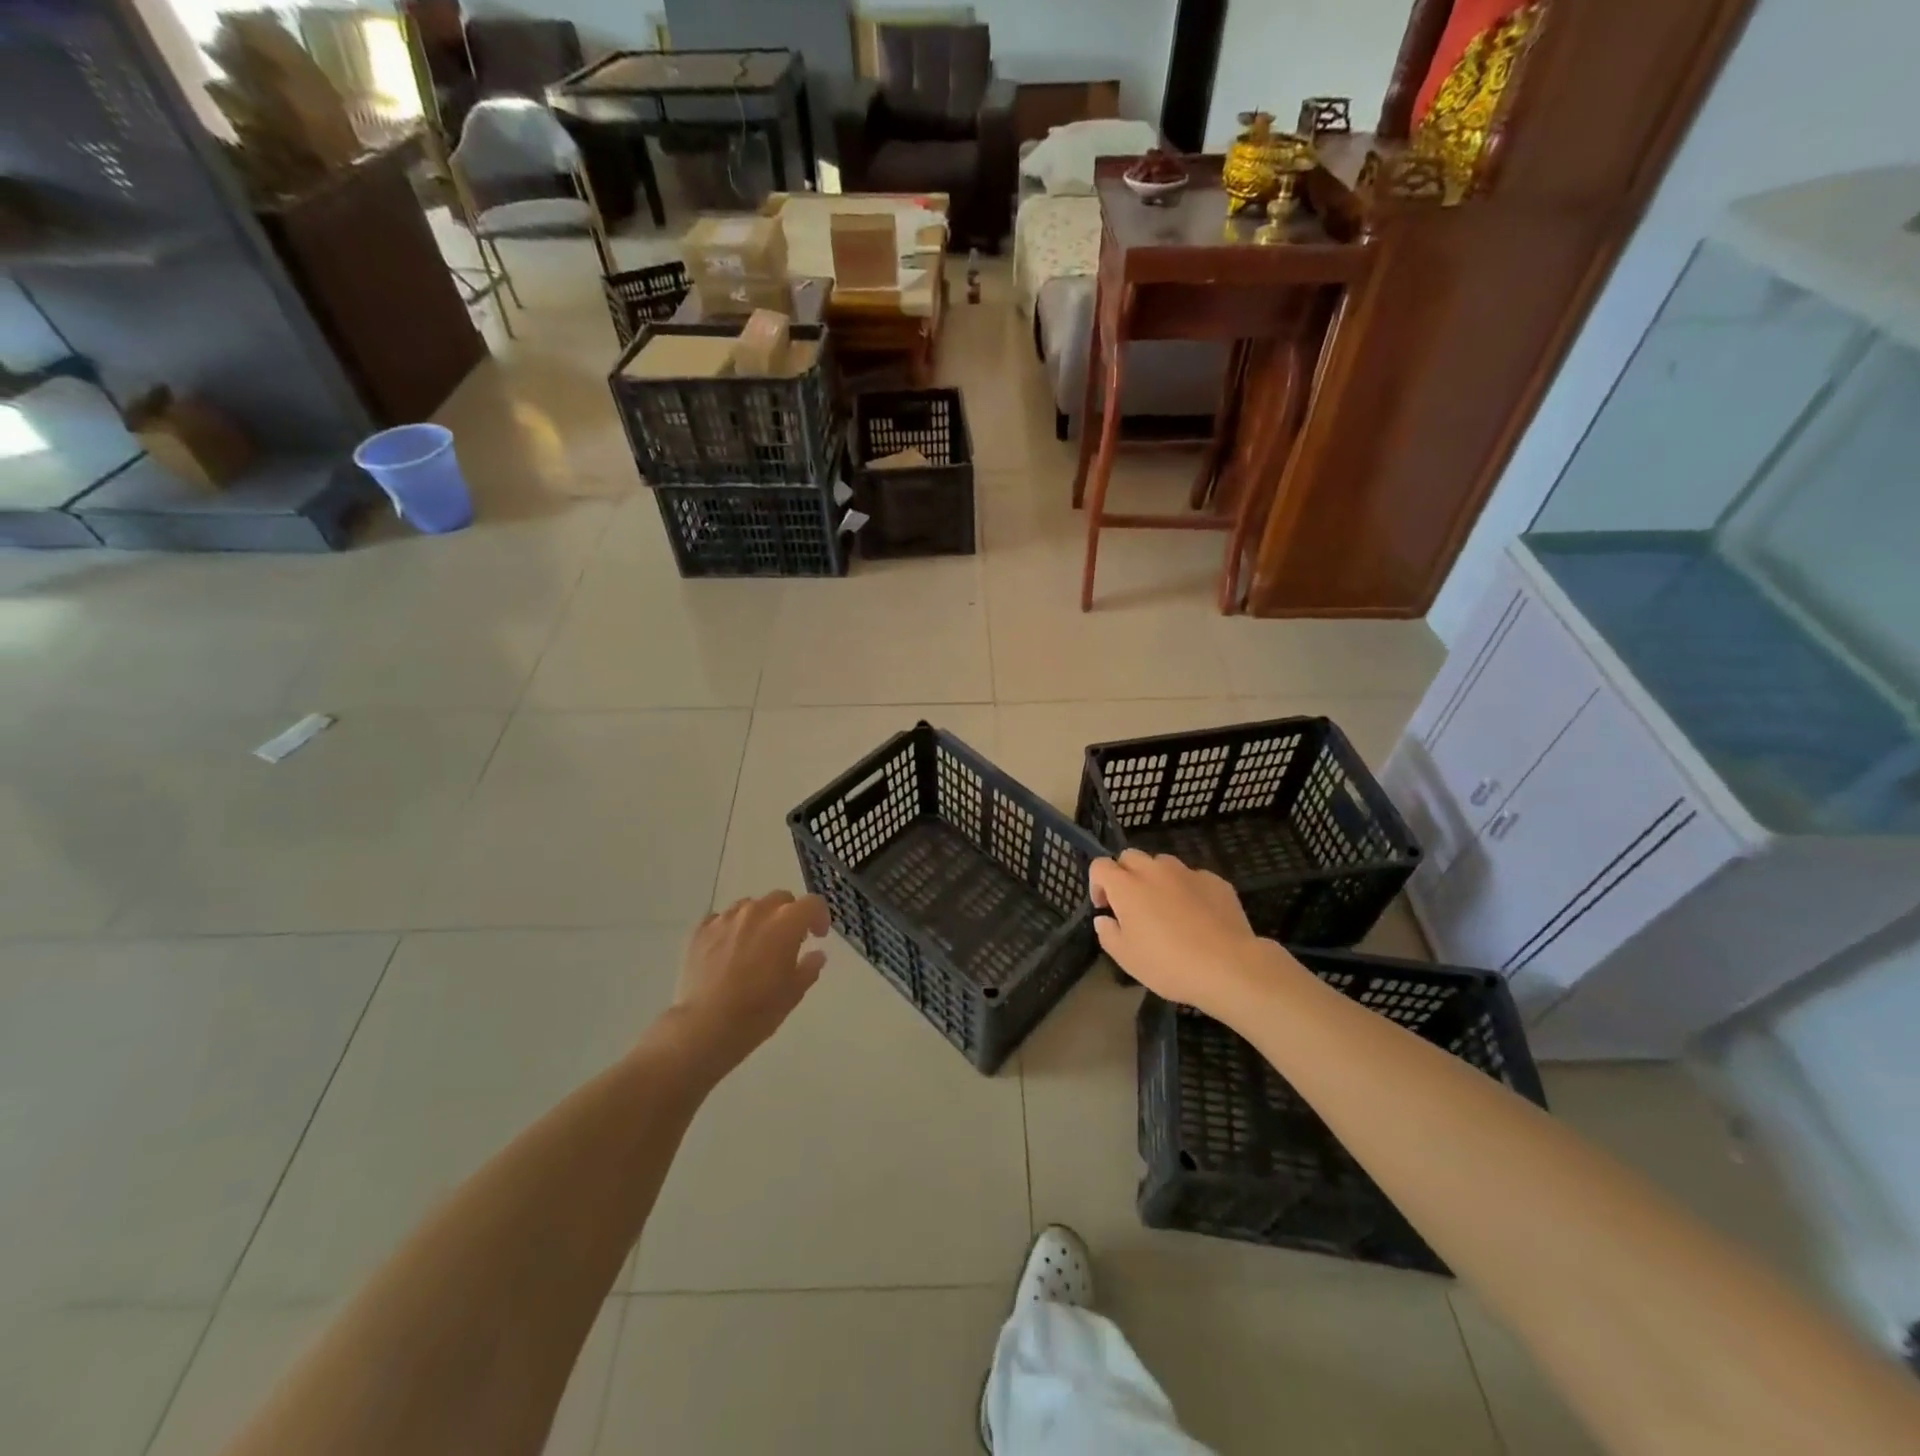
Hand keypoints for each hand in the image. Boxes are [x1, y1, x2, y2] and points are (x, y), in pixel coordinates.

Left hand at [668, 891, 829, 1076]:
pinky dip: (731, 929)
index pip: (812, 903)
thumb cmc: (757, 1011)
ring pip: (750, 906)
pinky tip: (728, 951)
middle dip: (789, 914)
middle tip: (788, 941)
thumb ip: (809, 967)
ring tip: (755, 946)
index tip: (817, 936)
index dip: (820, 917)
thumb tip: (816, 954)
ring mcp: (725, 918)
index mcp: (785, 923)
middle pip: (780, 899)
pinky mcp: (700, 930)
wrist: (704, 1026)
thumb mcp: (794, 993)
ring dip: (759, 919)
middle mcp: (756, 911)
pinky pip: (722, 919)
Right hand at [1089, 851, 1270, 1020]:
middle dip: (1125, 874)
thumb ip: (1108, 933)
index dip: (1097, 884)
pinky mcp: (1215, 880)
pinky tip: (1198, 917)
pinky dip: (1187, 890)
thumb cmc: (1169, 964)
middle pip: (1130, 856)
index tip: (1105, 908)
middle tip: (1132, 905)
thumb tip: (1105, 918)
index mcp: (1127, 886)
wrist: (1229, 966)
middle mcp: (1154, 870)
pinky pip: (1192, 877)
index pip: (1100, 866)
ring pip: (1162, 863)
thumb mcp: (1126, 958)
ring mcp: (1187, 872)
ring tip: (1166, 908)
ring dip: (1156, 878)